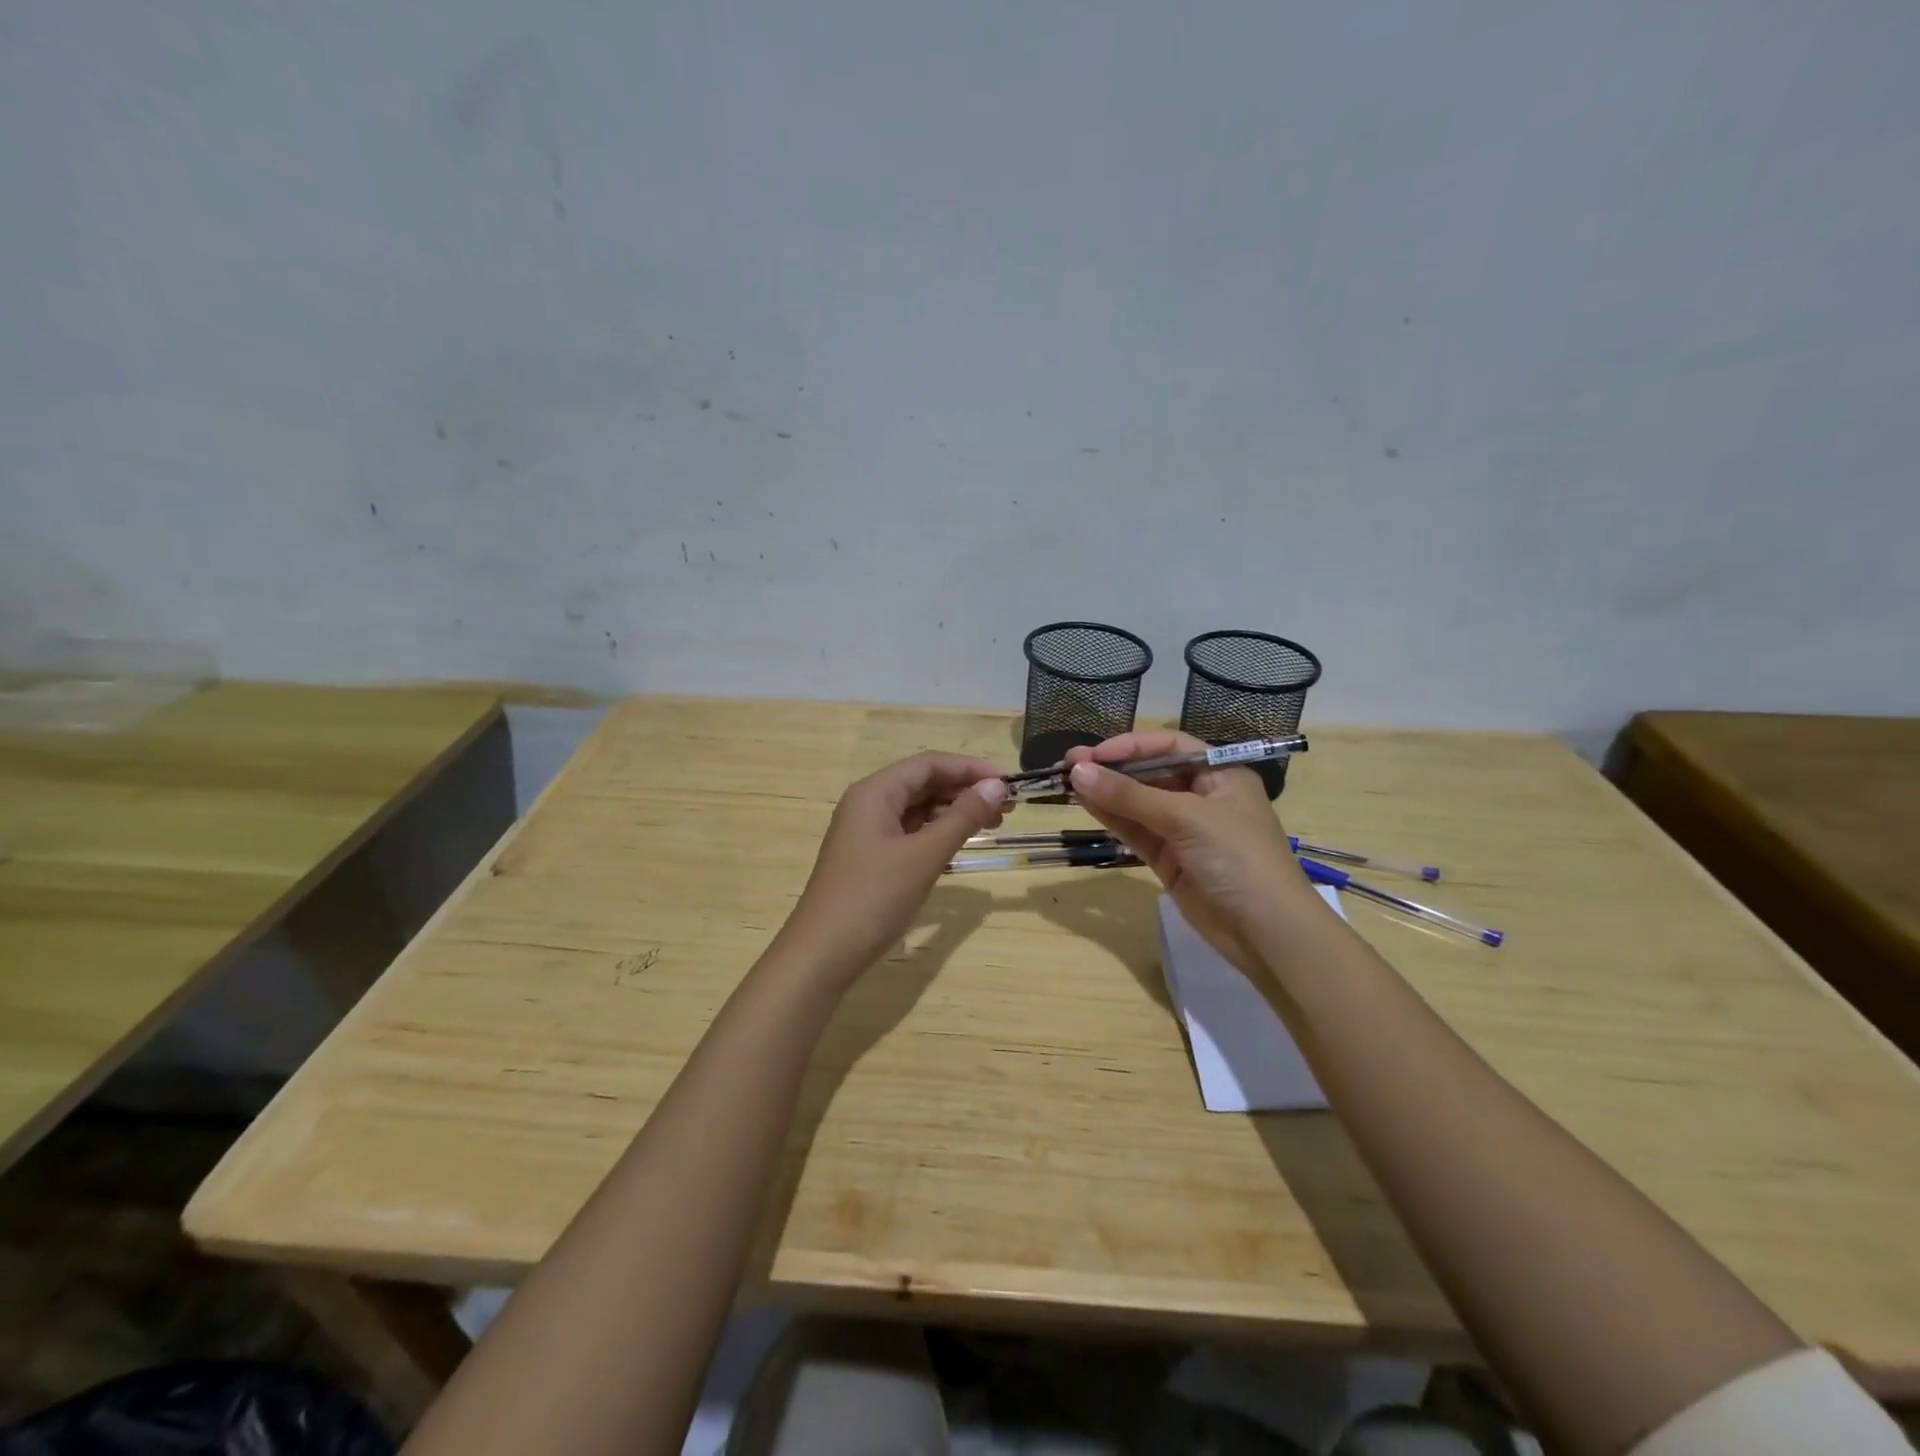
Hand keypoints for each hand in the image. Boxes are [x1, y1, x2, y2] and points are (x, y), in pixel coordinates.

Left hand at [780, 752, 1007, 979]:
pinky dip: (938, 832)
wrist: (822, 954)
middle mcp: (868, 803)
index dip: (970, 769)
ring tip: (993, 824)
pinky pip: (909, 831)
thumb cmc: (873, 898)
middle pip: (923, 783)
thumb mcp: (923, 856)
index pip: (929, 764)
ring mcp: (867, 831)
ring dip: (954, 811)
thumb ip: (962, 818)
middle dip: (965, 790)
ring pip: (917, 808)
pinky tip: (960, 842)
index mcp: (874, 792)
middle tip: (1007, 807)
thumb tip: (996, 786)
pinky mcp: (870, 857)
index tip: (1008, 782)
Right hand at [1064, 732, 1321, 975]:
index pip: (1168, 746)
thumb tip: (1078, 771)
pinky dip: (1111, 818)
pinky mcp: (1169, 859)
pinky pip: (1136, 830)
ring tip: (1066, 783)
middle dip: (1111, 769)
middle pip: (1149, 773)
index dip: (1130, 746)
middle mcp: (1201, 796)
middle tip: (1069, 766)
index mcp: (1220, 774)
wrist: (1266, 933)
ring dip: (1105, 792)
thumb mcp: (1186, 818)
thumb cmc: (1237, 858)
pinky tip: (1085, 804)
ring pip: (1137, 803)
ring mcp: (1184, 830)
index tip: (1093, 755)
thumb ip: (1130, 796)